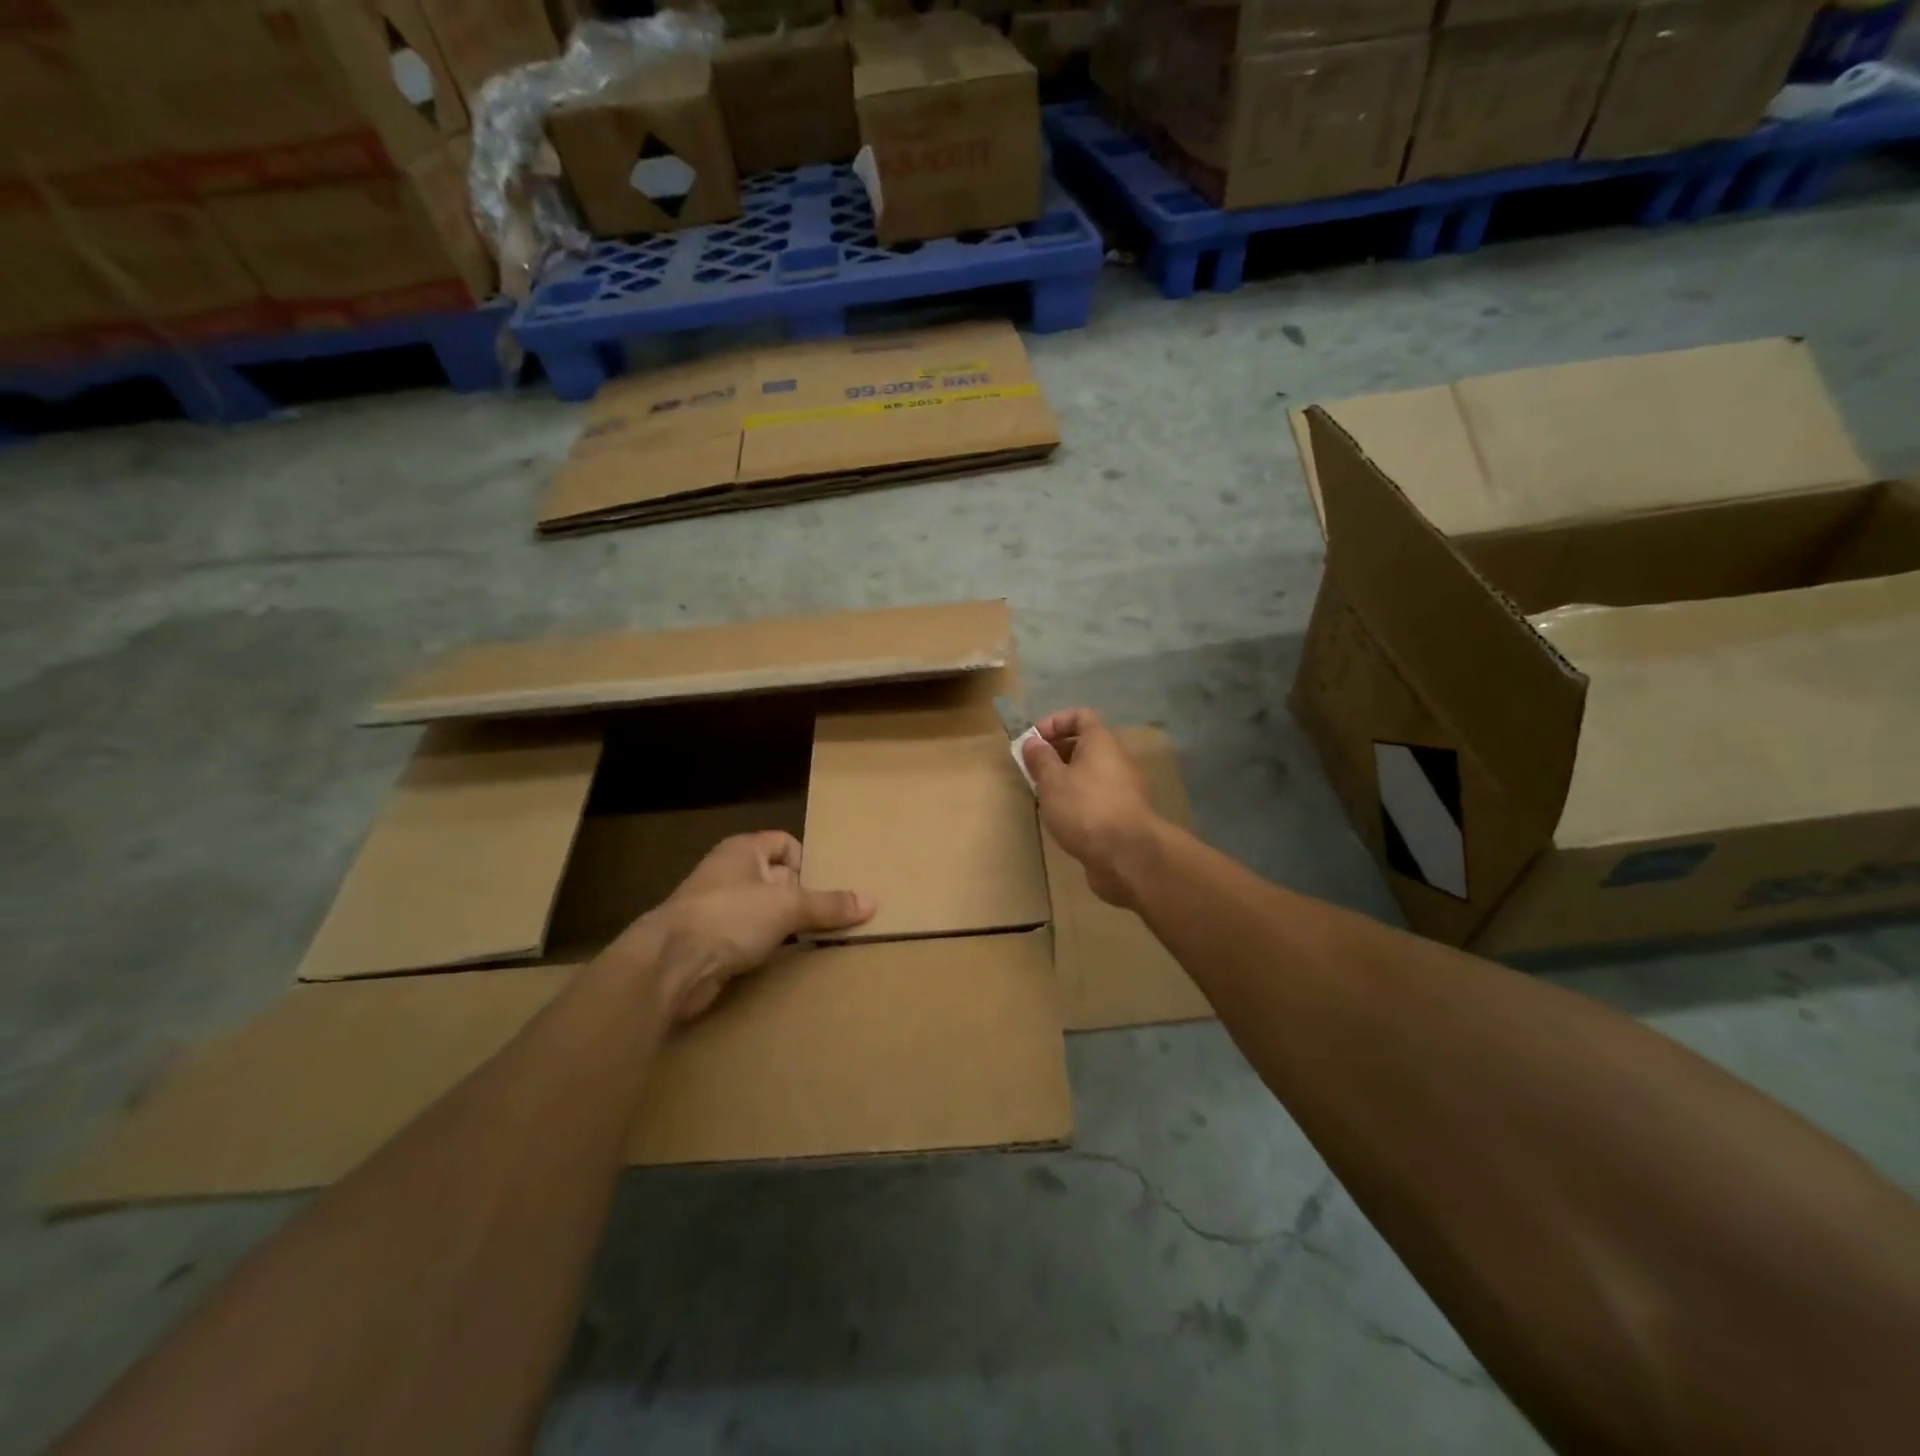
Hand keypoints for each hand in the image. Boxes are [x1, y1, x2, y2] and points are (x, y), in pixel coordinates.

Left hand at [611, 832, 874, 1021]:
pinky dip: (767, 948)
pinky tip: (784, 961)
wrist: (670, 965)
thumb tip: (871, 902)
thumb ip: (829, 905)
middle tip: (830, 917)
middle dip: (802, 898)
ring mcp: (717, 909)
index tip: (824, 888)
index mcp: (743, 850)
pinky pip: (749, 938)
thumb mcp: (787, 906)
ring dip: (786, 926)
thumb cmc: (730, 916)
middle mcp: (728, 873)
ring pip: (764, 912)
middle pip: (777, 879)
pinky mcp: (711, 943)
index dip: (807, 862)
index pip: (785, 843)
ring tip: (814, 940)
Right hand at [1021, 709, 1163, 909]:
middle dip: (1056, 753)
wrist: (1128, 855)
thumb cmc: (1085, 808)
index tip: (1032, 742)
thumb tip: (1033, 742)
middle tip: (1033, 771)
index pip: (1080, 716)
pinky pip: (1097, 795)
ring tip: (1044, 796)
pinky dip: (1079, 800)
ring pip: (1090, 773)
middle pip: (1085, 744)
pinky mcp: (1124, 813)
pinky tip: (1063, 818)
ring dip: (1066, 779)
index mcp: (1102, 742)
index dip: (1054, 723)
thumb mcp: (1052, 781)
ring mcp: (1125, 787)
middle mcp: (1117, 759)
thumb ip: (1040, 759)